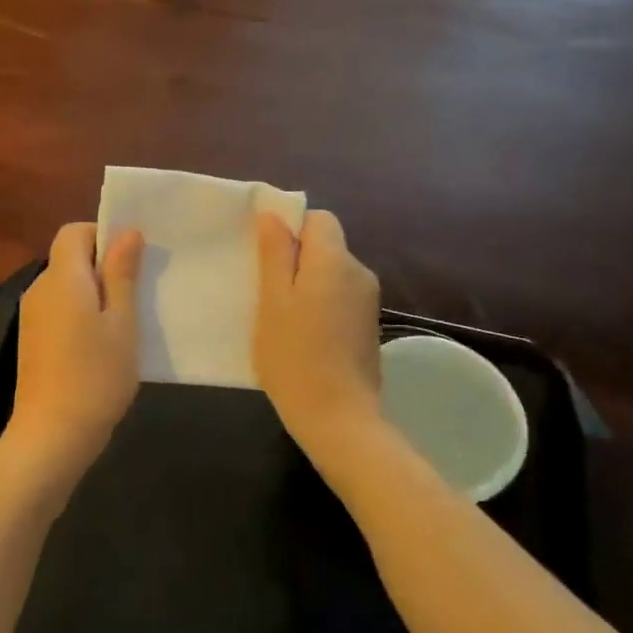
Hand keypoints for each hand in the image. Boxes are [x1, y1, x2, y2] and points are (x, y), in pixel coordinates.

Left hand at [6, 222, 144, 482]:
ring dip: (94, 294)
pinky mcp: (32, 341)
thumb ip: (122, 274)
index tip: (132, 259)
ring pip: (66, 287)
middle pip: (69, 259)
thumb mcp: (122, 322)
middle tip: (139, 292)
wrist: (52, 435)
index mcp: (62, 277)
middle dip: (103, 266)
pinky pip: (59, 311)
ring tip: (126, 322)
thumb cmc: (96, 375)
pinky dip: (81, 315)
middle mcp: (39, 289)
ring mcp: (32, 317)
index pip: (73, 232)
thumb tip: (127, 232)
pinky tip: (103, 345)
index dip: (102, 234)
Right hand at [255, 210, 383, 460]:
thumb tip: (273, 214)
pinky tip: (302, 335)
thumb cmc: (294, 357)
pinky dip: (320, 305)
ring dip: (306, 285)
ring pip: (331, 274)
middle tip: (264, 290)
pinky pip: (340, 298)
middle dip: (295, 259)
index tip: (264, 256)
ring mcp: (368, 301)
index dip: (290, 228)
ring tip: (280, 317)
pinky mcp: (368, 326)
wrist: (338, 418)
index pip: (318, 218)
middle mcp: (359, 273)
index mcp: (335, 261)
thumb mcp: (273, 302)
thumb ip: (275, 254)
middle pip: (326, 246)